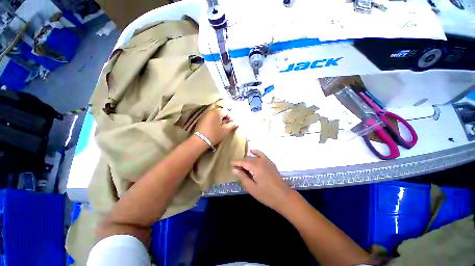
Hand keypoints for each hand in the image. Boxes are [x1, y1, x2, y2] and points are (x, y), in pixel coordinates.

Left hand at [195, 107, 237, 145]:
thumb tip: (236, 123)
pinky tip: (214, 126)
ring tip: (221, 126)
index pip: (226, 111)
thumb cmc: (214, 134)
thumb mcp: (225, 130)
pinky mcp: (201, 120)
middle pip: (220, 112)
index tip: (232, 123)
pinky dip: (213, 120)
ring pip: (214, 114)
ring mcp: (205, 115)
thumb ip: (232, 125)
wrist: (200, 140)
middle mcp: (210, 112)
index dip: (230, 117)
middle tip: (227, 124)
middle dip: (224, 117)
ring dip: (219, 119)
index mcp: (217, 113)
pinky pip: (210, 117)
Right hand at [232, 150, 295, 211]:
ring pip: (254, 158)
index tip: (230, 164)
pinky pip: (262, 155)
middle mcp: (260, 161)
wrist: (284, 196)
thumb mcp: (252, 188)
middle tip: (236, 169)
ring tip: (242, 166)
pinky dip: (256, 152)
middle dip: (241, 163)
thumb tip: (234, 169)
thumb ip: (242, 177)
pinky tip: (252, 151)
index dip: (236, 163)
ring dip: (247, 160)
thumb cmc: (266, 195)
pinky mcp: (270, 163)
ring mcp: (267, 161)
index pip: (243, 162)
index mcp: (255, 167)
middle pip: (248, 159)